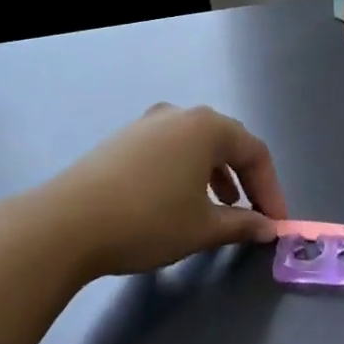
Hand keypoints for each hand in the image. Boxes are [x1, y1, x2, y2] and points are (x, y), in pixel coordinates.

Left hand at [39, 104, 288, 277]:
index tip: (276, 222)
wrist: (66, 223)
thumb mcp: (202, 227)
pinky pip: (169, 149)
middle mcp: (179, 115)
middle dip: (246, 178)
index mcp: (207, 127)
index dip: (271, 188)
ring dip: (216, 174)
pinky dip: (186, 170)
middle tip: (254, 212)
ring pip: (196, 144)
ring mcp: (147, 123)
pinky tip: (179, 199)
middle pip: (227, 142)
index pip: (255, 152)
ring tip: (221, 206)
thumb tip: (267, 228)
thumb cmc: (148, 221)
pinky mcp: (123, 139)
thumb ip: (242, 224)